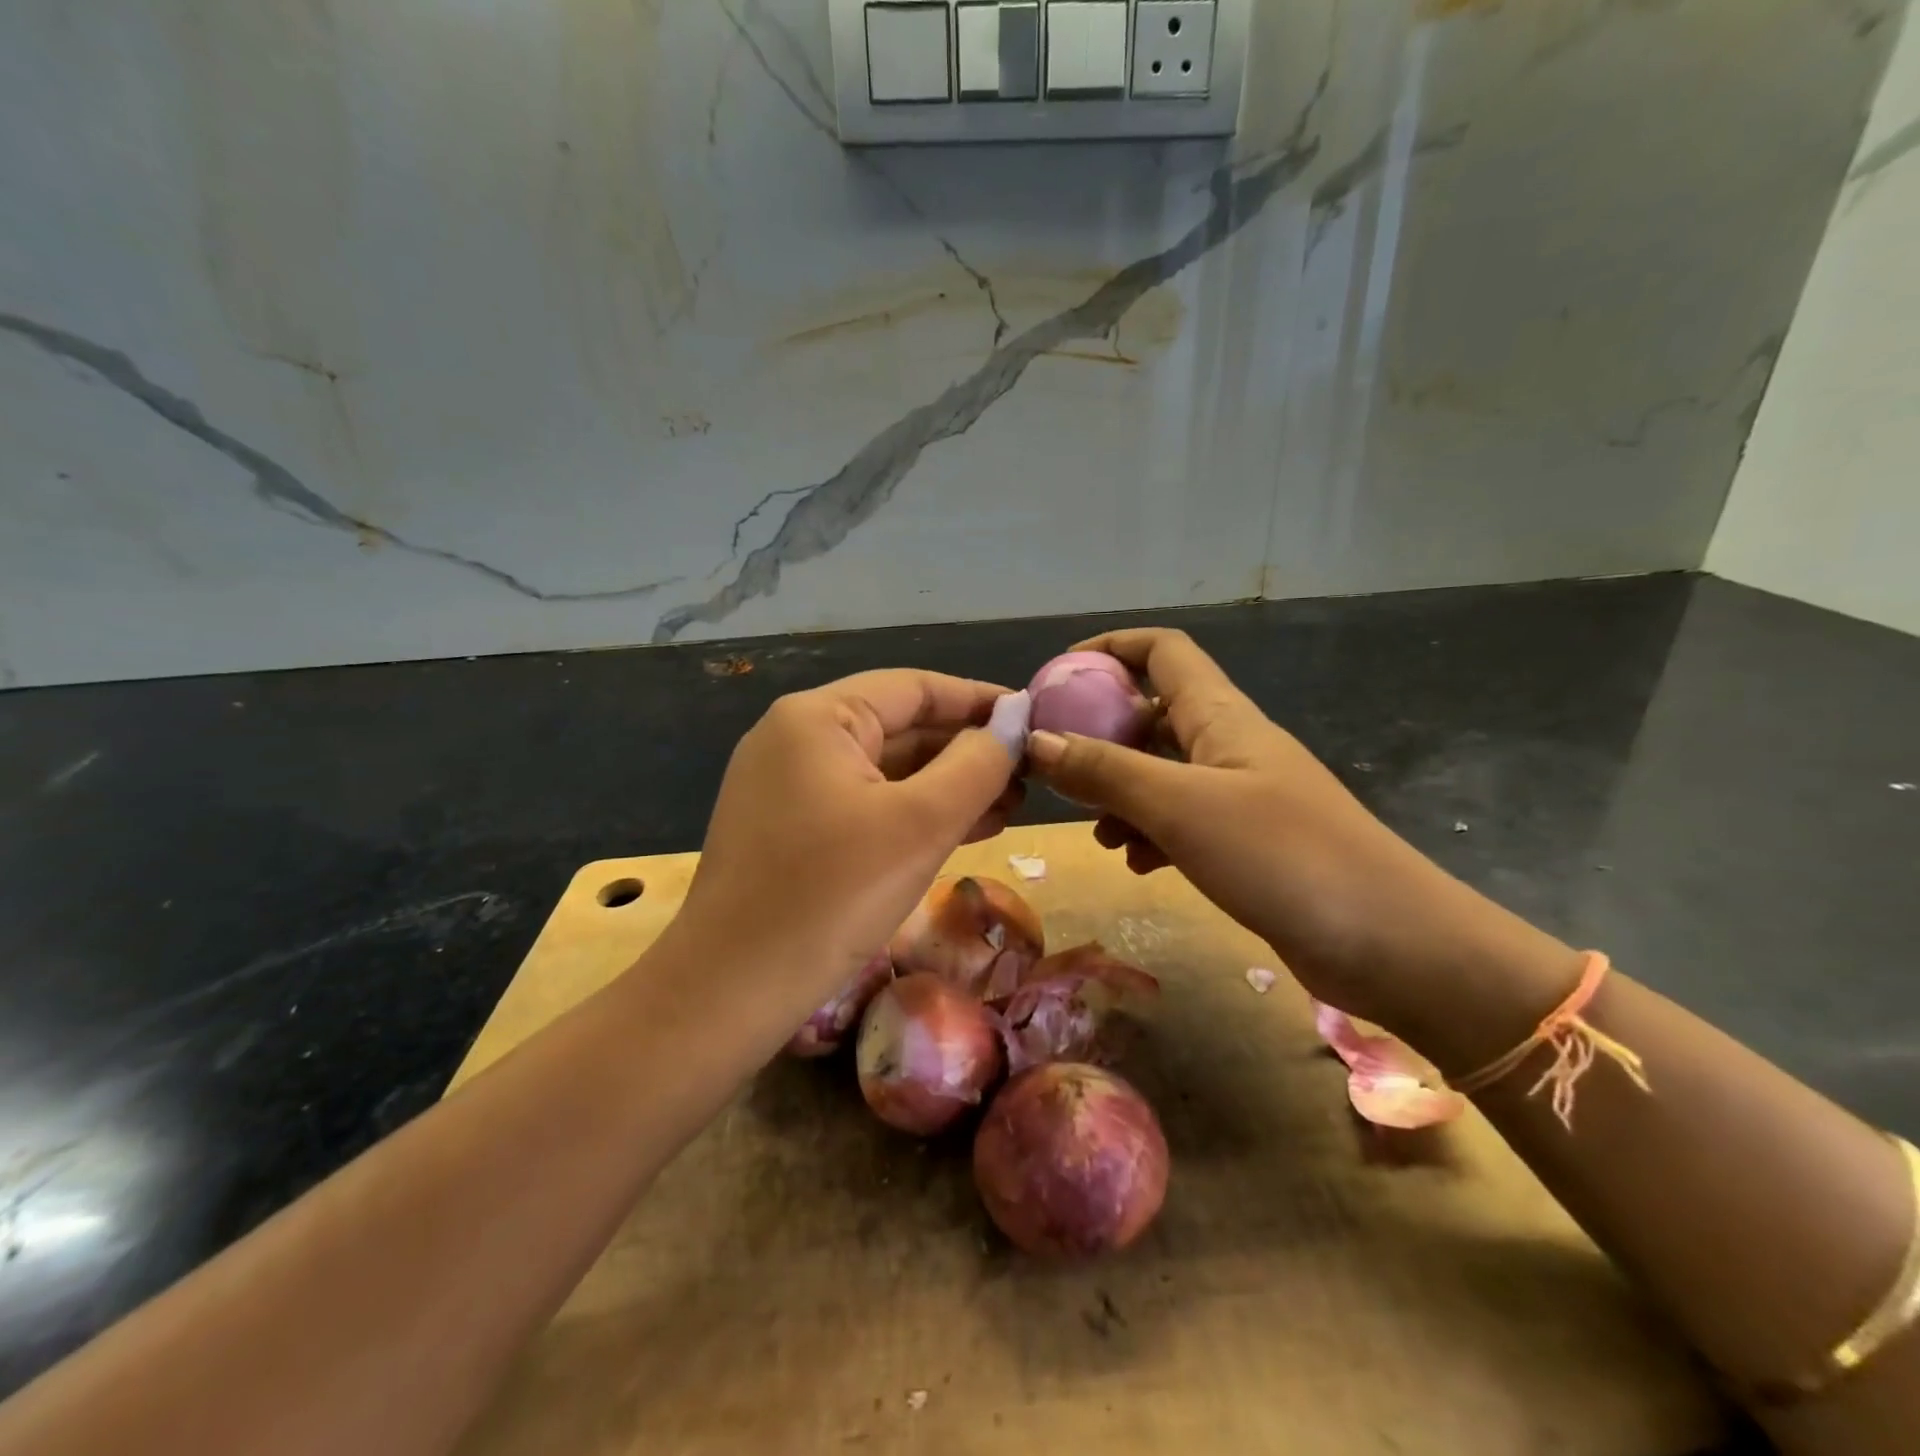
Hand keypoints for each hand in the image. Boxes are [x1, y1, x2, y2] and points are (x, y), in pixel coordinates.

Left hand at [676, 670, 1022, 1012]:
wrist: (730, 991)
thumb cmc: (832, 894)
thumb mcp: (920, 823)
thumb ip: (977, 763)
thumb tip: (1015, 718)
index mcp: (818, 718)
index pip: (914, 688)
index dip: (979, 700)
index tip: (1033, 718)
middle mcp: (796, 738)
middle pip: (900, 728)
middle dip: (967, 751)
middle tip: (1029, 775)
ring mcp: (787, 786)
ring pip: (885, 771)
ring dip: (947, 786)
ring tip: (1011, 806)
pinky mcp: (789, 830)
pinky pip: (864, 805)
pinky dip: (913, 814)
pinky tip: (964, 830)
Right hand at [1024, 629, 1565, 1030]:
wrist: (1392, 943)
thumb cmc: (1282, 855)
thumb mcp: (1179, 806)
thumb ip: (1104, 771)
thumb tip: (1033, 741)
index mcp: (1219, 716)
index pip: (1162, 651)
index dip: (1110, 648)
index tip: (1058, 676)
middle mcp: (1228, 745)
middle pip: (1152, 715)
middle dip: (1100, 734)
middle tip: (1055, 768)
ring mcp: (1240, 796)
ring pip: (1162, 774)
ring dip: (1120, 792)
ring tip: (1094, 829)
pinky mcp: (1246, 843)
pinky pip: (1181, 821)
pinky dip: (1150, 833)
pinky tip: (1135, 863)